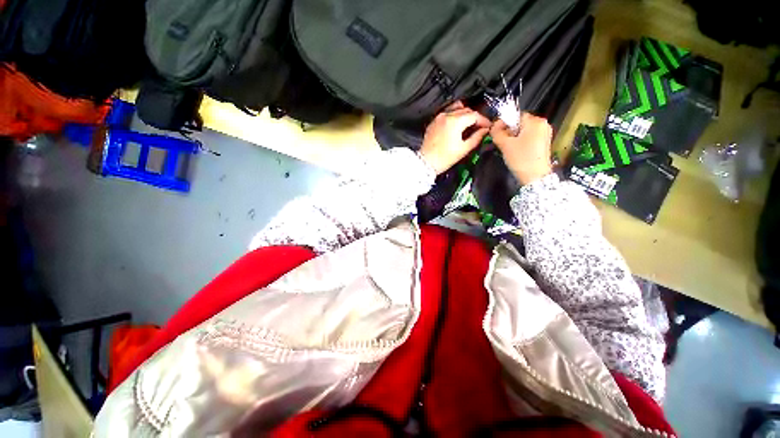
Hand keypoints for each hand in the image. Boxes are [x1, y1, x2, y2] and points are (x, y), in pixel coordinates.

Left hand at [420, 101, 490, 173]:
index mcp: (455, 121)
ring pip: (456, 108)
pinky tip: (456, 126)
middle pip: (466, 110)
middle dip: (475, 117)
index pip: (474, 115)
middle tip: (480, 127)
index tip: (487, 126)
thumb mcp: (463, 149)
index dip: (483, 120)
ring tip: (469, 125)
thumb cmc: (443, 158)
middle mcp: (446, 116)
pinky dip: (454, 116)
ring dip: (465, 114)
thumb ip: (477, 137)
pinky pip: (447, 114)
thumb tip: (484, 131)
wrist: (426, 163)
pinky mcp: (433, 122)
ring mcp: (438, 118)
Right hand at [490, 113, 552, 184]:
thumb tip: (494, 125)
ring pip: (524, 131)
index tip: (496, 133)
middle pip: (520, 123)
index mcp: (535, 121)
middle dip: (509, 131)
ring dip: (514, 137)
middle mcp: (543, 124)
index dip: (504, 123)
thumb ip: (497, 132)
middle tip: (501, 142)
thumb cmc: (520, 158)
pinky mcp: (544, 143)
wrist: (535, 177)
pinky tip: (516, 151)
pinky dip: (521, 142)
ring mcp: (545, 134)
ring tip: (508, 148)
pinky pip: (529, 137)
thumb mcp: (505, 145)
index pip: (516, 115)